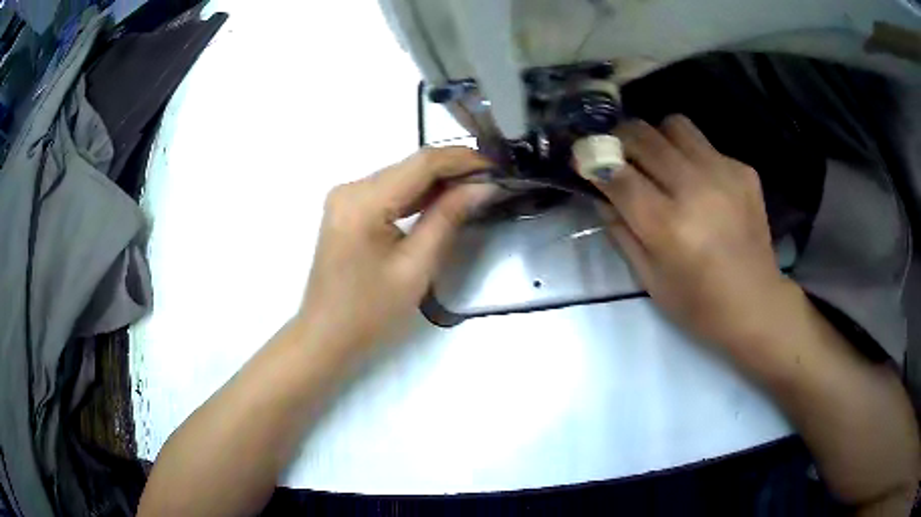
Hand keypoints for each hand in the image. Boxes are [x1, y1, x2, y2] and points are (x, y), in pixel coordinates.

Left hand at [297, 147, 493, 356]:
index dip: (463, 159)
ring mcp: (346, 197)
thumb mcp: (415, 267)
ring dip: (439, 181)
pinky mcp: (348, 209)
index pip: (422, 162)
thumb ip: (448, 218)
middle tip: (493, 180)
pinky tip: (445, 200)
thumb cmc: (370, 311)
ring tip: (478, 188)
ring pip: (402, 176)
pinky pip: (390, 191)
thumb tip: (483, 186)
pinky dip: (419, 194)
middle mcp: (351, 188)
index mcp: (363, 201)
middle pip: (411, 165)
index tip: (498, 166)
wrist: (326, 335)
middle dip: (454, 169)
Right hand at [588, 116, 795, 346]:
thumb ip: (621, 231)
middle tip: (618, 155)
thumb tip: (601, 193)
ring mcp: (724, 174)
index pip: (617, 174)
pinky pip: (705, 144)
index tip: (582, 157)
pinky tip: (699, 183)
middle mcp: (695, 189)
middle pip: (642, 136)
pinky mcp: (743, 170)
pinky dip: (691, 155)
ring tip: (659, 160)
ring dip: (657, 138)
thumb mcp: (649, 278)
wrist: (756, 303)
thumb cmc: (698, 305)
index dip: (592, 160)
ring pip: (674, 124)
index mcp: (667, 225)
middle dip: (619, 140)